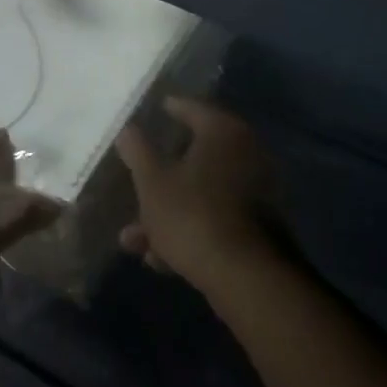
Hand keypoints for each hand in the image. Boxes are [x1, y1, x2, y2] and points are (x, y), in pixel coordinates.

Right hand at [116, 98, 272, 292]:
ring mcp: (256, 193)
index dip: (171, 109)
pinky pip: (215, 219)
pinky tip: (160, 259)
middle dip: (158, 179)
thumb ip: (137, 151)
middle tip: (134, 185)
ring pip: (201, 194)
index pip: (193, 108)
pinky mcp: (259, 228)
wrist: (246, 277)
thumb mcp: (152, 182)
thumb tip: (127, 129)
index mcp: (223, 132)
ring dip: (166, 214)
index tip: (156, 110)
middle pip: (194, 158)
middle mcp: (247, 154)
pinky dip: (189, 232)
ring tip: (133, 240)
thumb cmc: (193, 214)